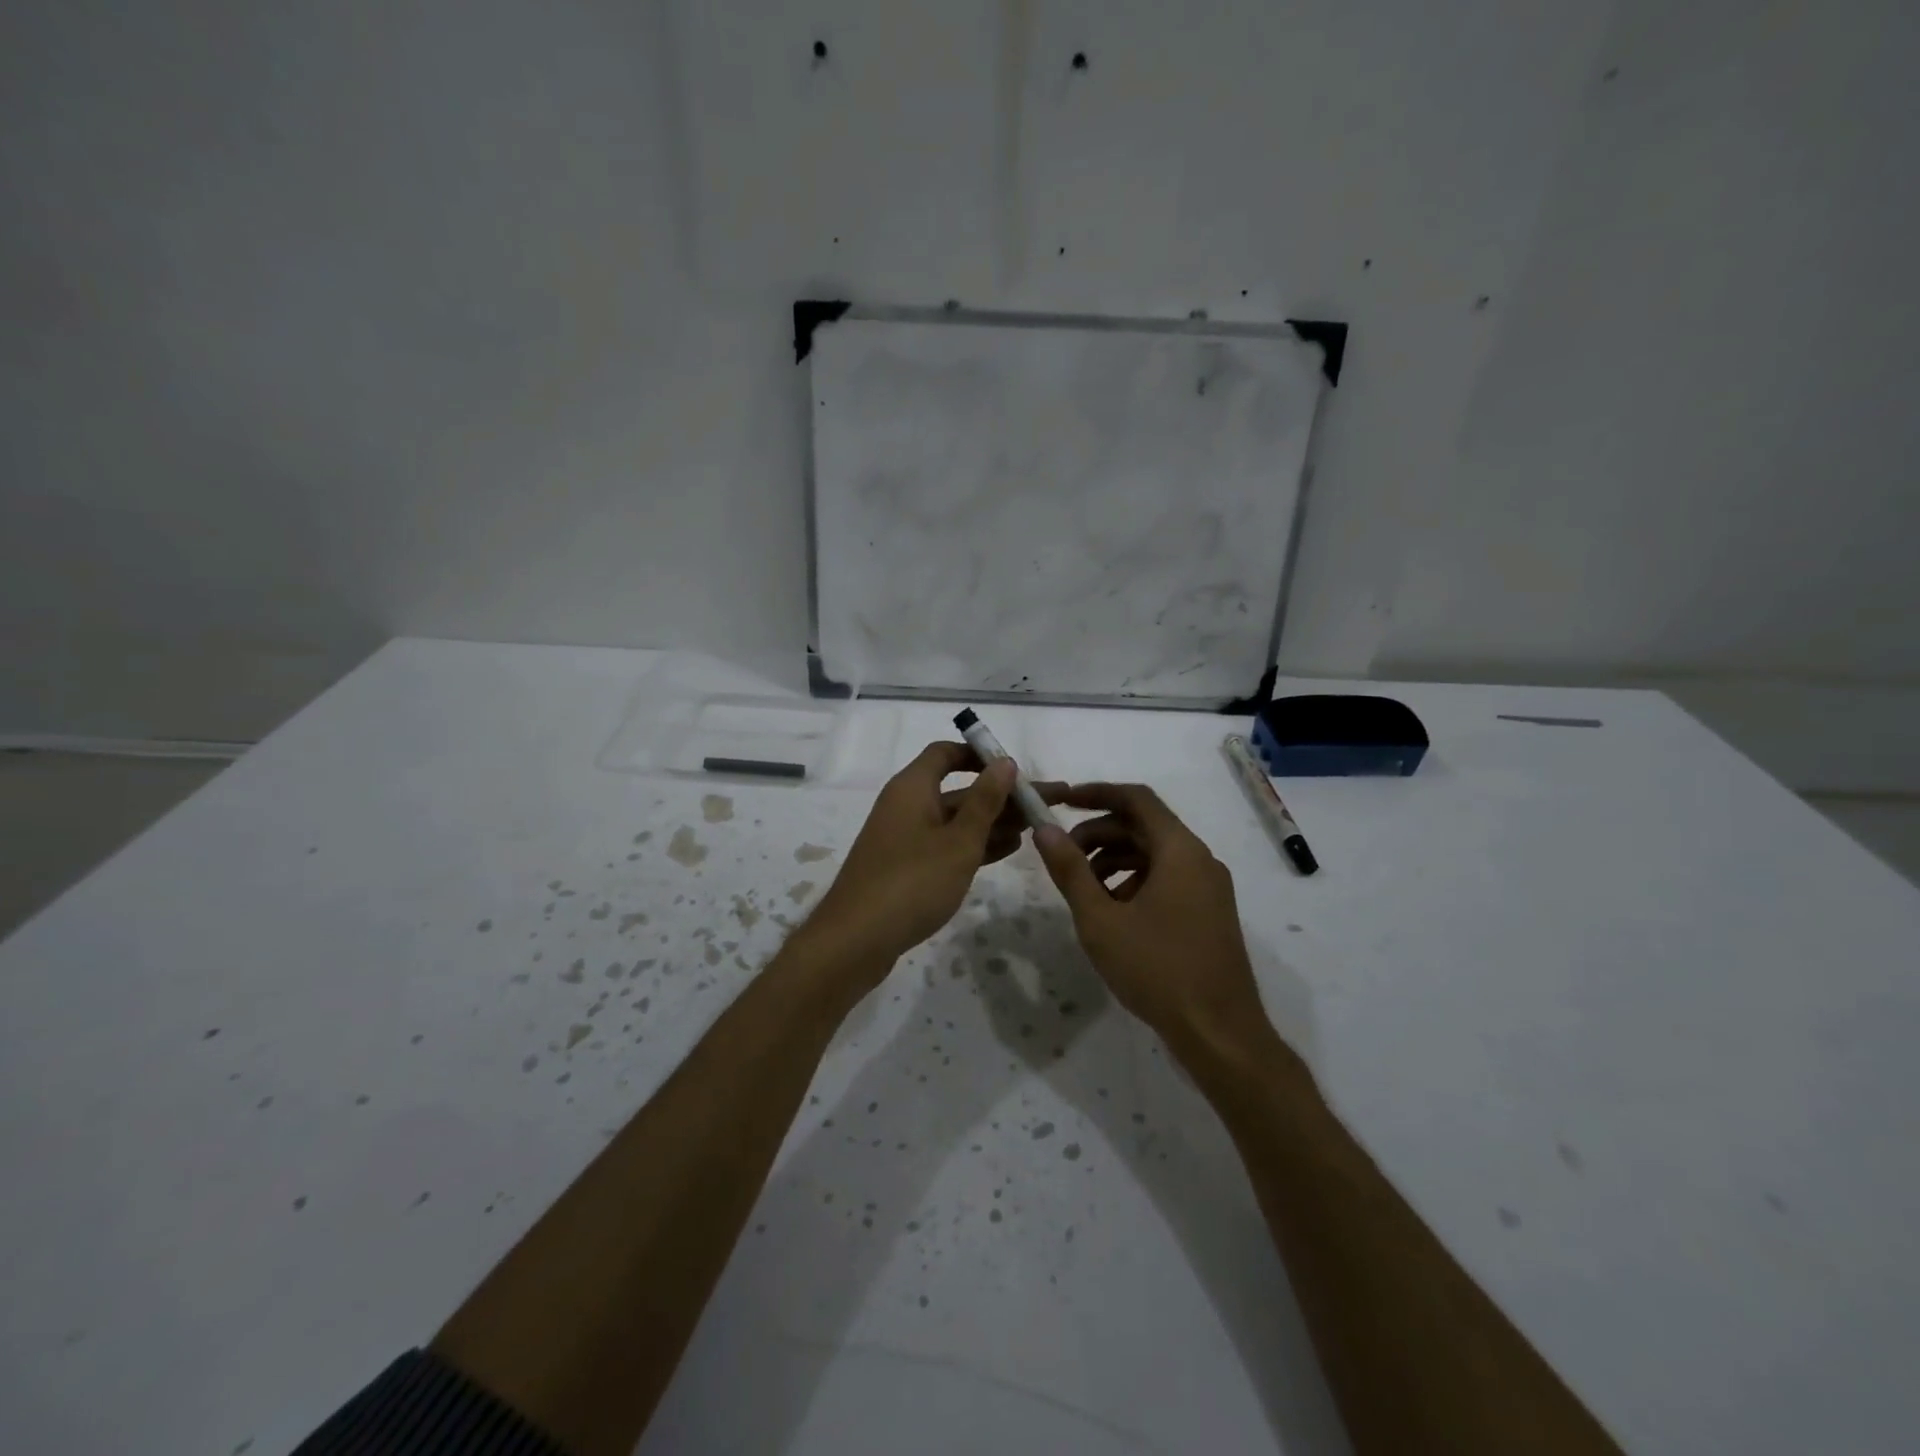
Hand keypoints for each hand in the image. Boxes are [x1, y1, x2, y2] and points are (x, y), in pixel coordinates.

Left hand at [802, 743, 1021, 981]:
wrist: (856, 940)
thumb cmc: (912, 882)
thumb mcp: (959, 841)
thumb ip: (985, 801)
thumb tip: (1004, 762)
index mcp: (913, 788)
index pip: (945, 753)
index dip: (980, 755)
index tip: (1015, 769)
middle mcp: (907, 805)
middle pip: (958, 790)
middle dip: (1001, 796)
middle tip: (1046, 804)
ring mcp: (905, 838)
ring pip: (955, 820)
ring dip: (993, 822)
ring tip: (1035, 829)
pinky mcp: (906, 867)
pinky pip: (946, 845)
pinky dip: (974, 845)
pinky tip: (1007, 850)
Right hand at [1033, 783, 1271, 1056]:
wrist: (1220, 1033)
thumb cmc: (1157, 970)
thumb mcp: (1101, 920)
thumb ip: (1070, 870)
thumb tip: (1044, 829)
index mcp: (1180, 850)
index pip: (1136, 799)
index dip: (1096, 793)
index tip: (1061, 801)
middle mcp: (1200, 859)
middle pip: (1144, 826)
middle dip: (1100, 833)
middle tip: (1064, 855)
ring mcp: (1209, 887)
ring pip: (1155, 854)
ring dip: (1115, 859)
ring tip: (1083, 888)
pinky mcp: (1209, 912)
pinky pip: (1168, 878)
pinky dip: (1135, 881)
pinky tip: (1112, 911)